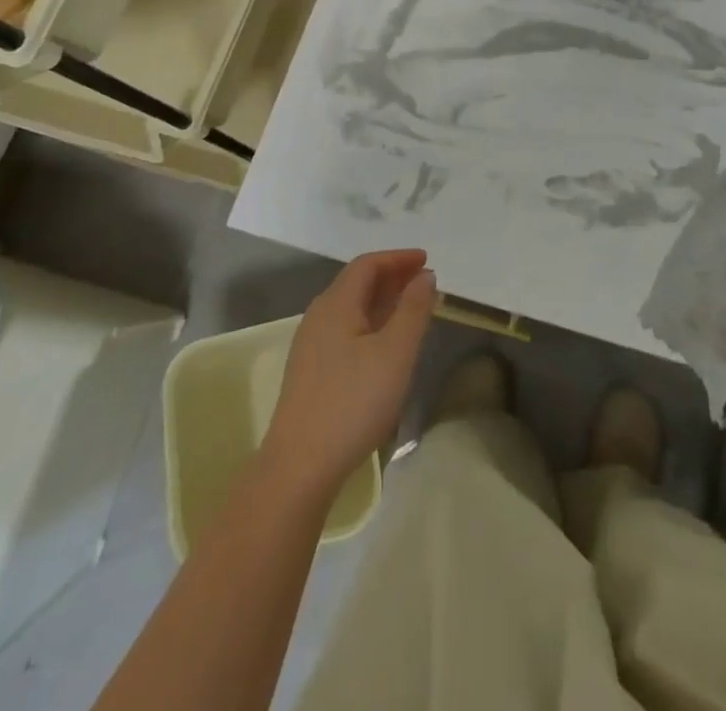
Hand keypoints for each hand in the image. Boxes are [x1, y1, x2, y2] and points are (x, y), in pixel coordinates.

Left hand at [263, 250, 436, 499]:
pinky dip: (371, 322)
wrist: (300, 467)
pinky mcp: (311, 372)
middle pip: (357, 283)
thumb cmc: (354, 402)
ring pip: (351, 308)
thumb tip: (425, 276)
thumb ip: (413, 309)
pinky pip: (345, 330)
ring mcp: (311, 346)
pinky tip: (385, 344)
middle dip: (392, 277)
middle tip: (424, 282)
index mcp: (336, 304)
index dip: (398, 258)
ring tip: (411, 309)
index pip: (368, 264)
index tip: (426, 260)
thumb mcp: (396, 352)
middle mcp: (319, 316)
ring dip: (382, 301)